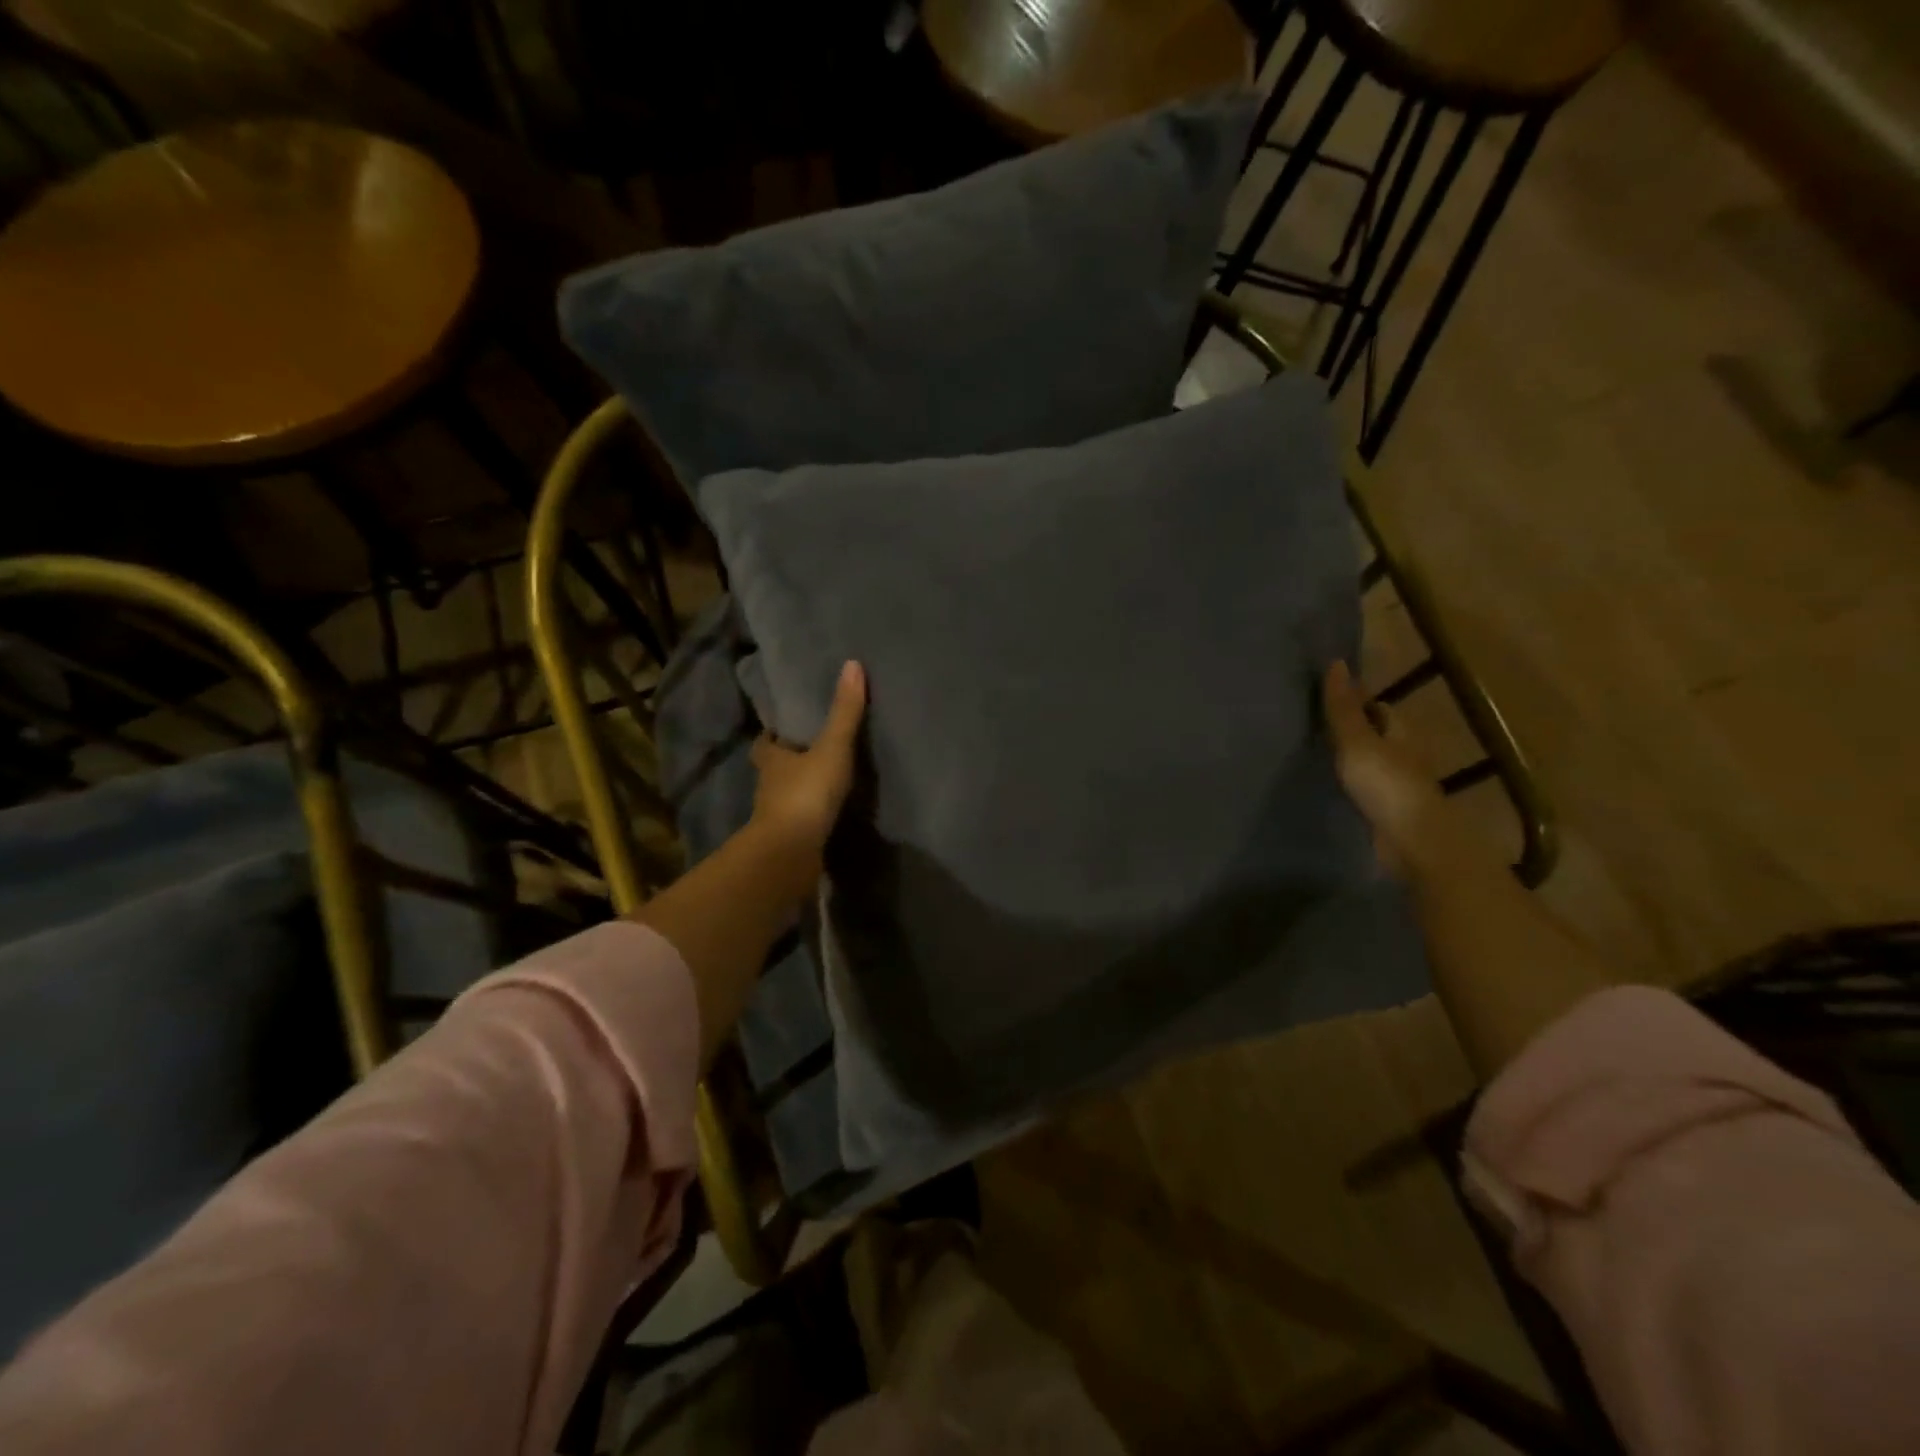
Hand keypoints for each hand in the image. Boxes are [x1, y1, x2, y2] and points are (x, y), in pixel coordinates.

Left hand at [748, 661, 867, 869]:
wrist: (791, 852)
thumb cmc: (806, 793)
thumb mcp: (831, 747)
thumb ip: (844, 712)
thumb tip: (852, 664)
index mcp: (771, 760)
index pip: (765, 742)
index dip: (772, 735)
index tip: (783, 727)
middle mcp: (768, 786)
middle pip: (773, 769)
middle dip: (787, 762)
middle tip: (809, 752)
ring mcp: (776, 816)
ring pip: (785, 796)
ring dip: (799, 790)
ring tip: (824, 782)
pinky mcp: (789, 841)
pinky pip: (800, 823)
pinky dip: (810, 817)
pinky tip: (828, 815)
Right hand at [1323, 660, 1448, 875]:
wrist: (1414, 842)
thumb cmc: (1387, 785)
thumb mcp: (1357, 741)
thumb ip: (1344, 708)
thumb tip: (1337, 662)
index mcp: (1402, 732)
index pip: (1379, 708)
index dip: (1355, 701)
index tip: (1323, 700)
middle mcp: (1405, 754)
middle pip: (1377, 734)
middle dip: (1351, 729)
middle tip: (1311, 727)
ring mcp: (1400, 784)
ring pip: (1373, 762)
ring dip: (1351, 758)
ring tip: (1314, 756)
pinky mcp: (1391, 811)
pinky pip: (1368, 789)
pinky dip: (1352, 784)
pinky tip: (1330, 787)